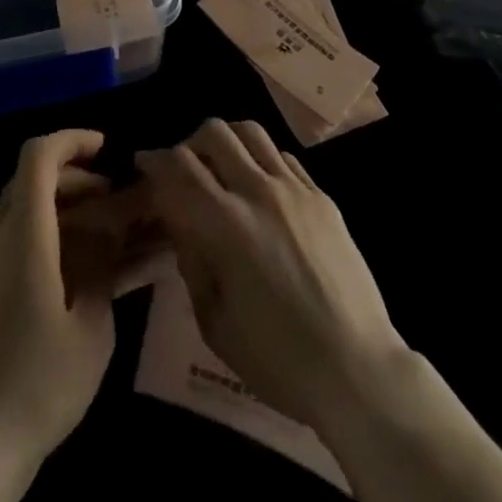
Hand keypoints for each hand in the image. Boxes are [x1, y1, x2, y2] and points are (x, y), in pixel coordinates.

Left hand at [0, 130, 116, 469]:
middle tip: (110, 200)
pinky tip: (58, 273)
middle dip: (73, 178)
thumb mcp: (92, 331)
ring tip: (91, 238)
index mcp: (22, 236)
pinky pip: (1, 241)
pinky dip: (33, 236)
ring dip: (54, 209)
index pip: (38, 156)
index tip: (104, 150)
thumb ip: (102, 270)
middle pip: (28, 180)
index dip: (71, 140)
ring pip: (15, 210)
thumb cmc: (38, 387)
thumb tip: (109, 235)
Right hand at [136, 119, 408, 429]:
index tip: (144, 165)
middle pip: (215, 133)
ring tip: (221, 166)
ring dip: (227, 141)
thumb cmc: (278, 360)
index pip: (179, 167)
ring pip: (251, 132)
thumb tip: (182, 225)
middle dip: (189, 144)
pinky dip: (261, 159)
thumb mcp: (214, 323)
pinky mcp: (322, 197)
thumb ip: (192, 263)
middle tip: (184, 170)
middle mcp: (259, 192)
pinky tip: (260, 187)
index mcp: (226, 225)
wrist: (357, 369)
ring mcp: (295, 189)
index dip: (154, 160)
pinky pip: (283, 156)